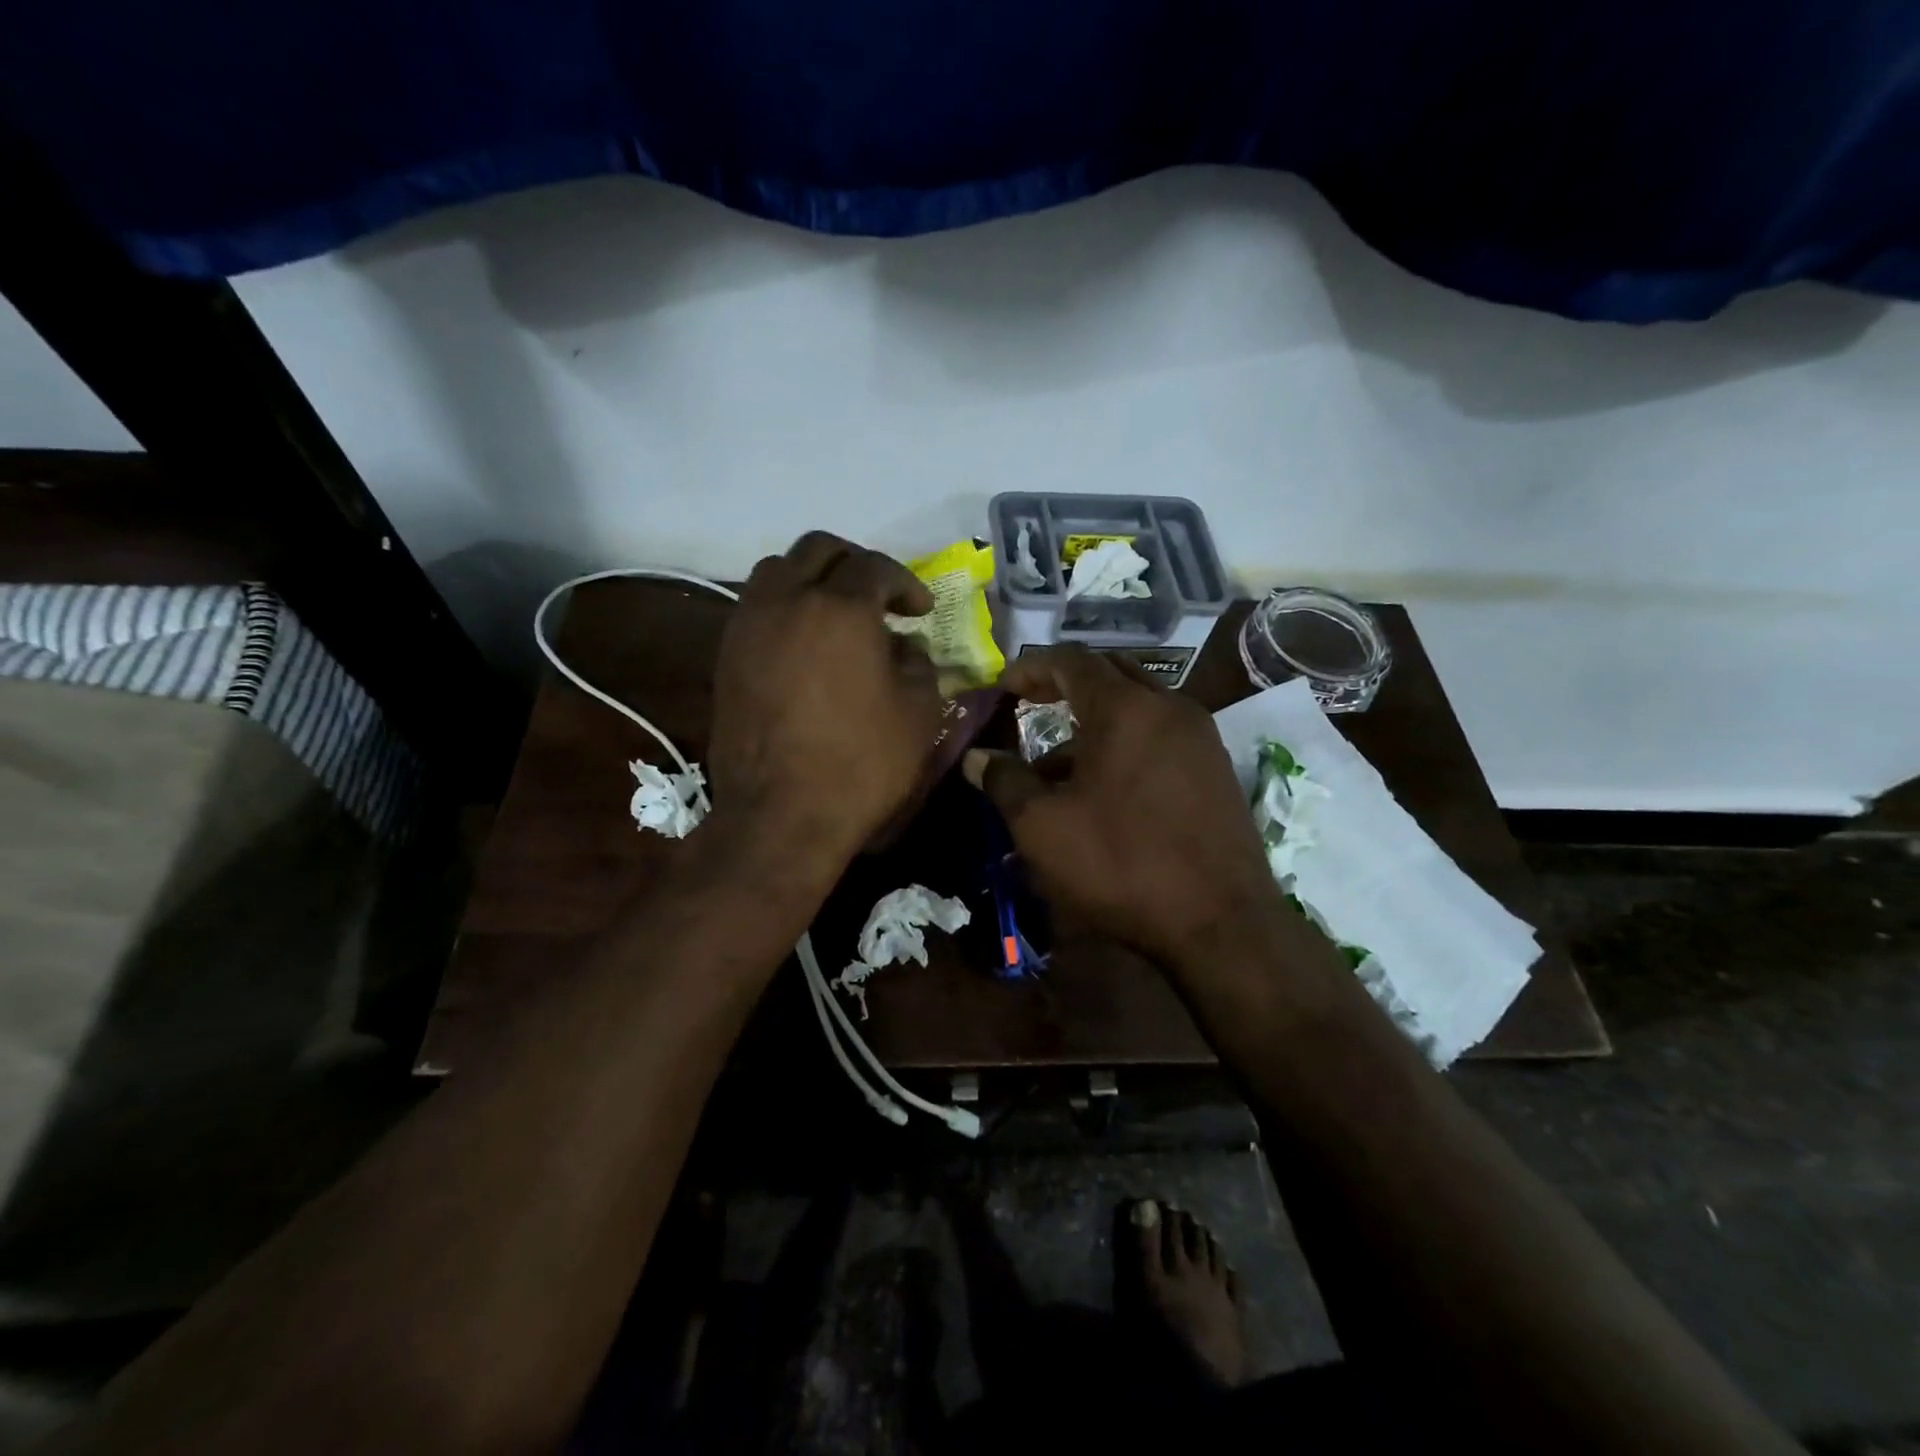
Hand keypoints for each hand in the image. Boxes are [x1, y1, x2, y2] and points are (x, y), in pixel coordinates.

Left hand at [707, 533, 942, 869]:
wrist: (781, 815)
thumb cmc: (861, 763)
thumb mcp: (918, 712)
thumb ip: (919, 663)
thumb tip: (903, 647)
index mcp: (841, 608)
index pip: (875, 567)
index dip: (905, 583)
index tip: (921, 611)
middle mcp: (787, 600)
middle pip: (818, 549)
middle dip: (855, 563)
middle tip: (879, 596)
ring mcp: (749, 625)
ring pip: (777, 569)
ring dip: (812, 578)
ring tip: (836, 613)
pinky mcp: (726, 655)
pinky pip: (757, 606)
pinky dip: (785, 606)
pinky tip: (805, 643)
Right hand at [964, 645, 1286, 969]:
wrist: (1220, 922)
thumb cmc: (1121, 863)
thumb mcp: (1043, 826)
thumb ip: (1004, 781)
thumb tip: (977, 757)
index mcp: (1125, 708)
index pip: (1071, 660)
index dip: (1031, 667)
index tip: (1003, 686)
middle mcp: (1169, 707)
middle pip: (1110, 672)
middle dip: (1065, 683)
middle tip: (1030, 703)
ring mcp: (1200, 737)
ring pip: (1137, 708)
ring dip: (1093, 722)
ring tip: (1055, 768)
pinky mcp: (1215, 769)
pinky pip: (1160, 736)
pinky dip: (1125, 744)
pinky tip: (1102, 791)